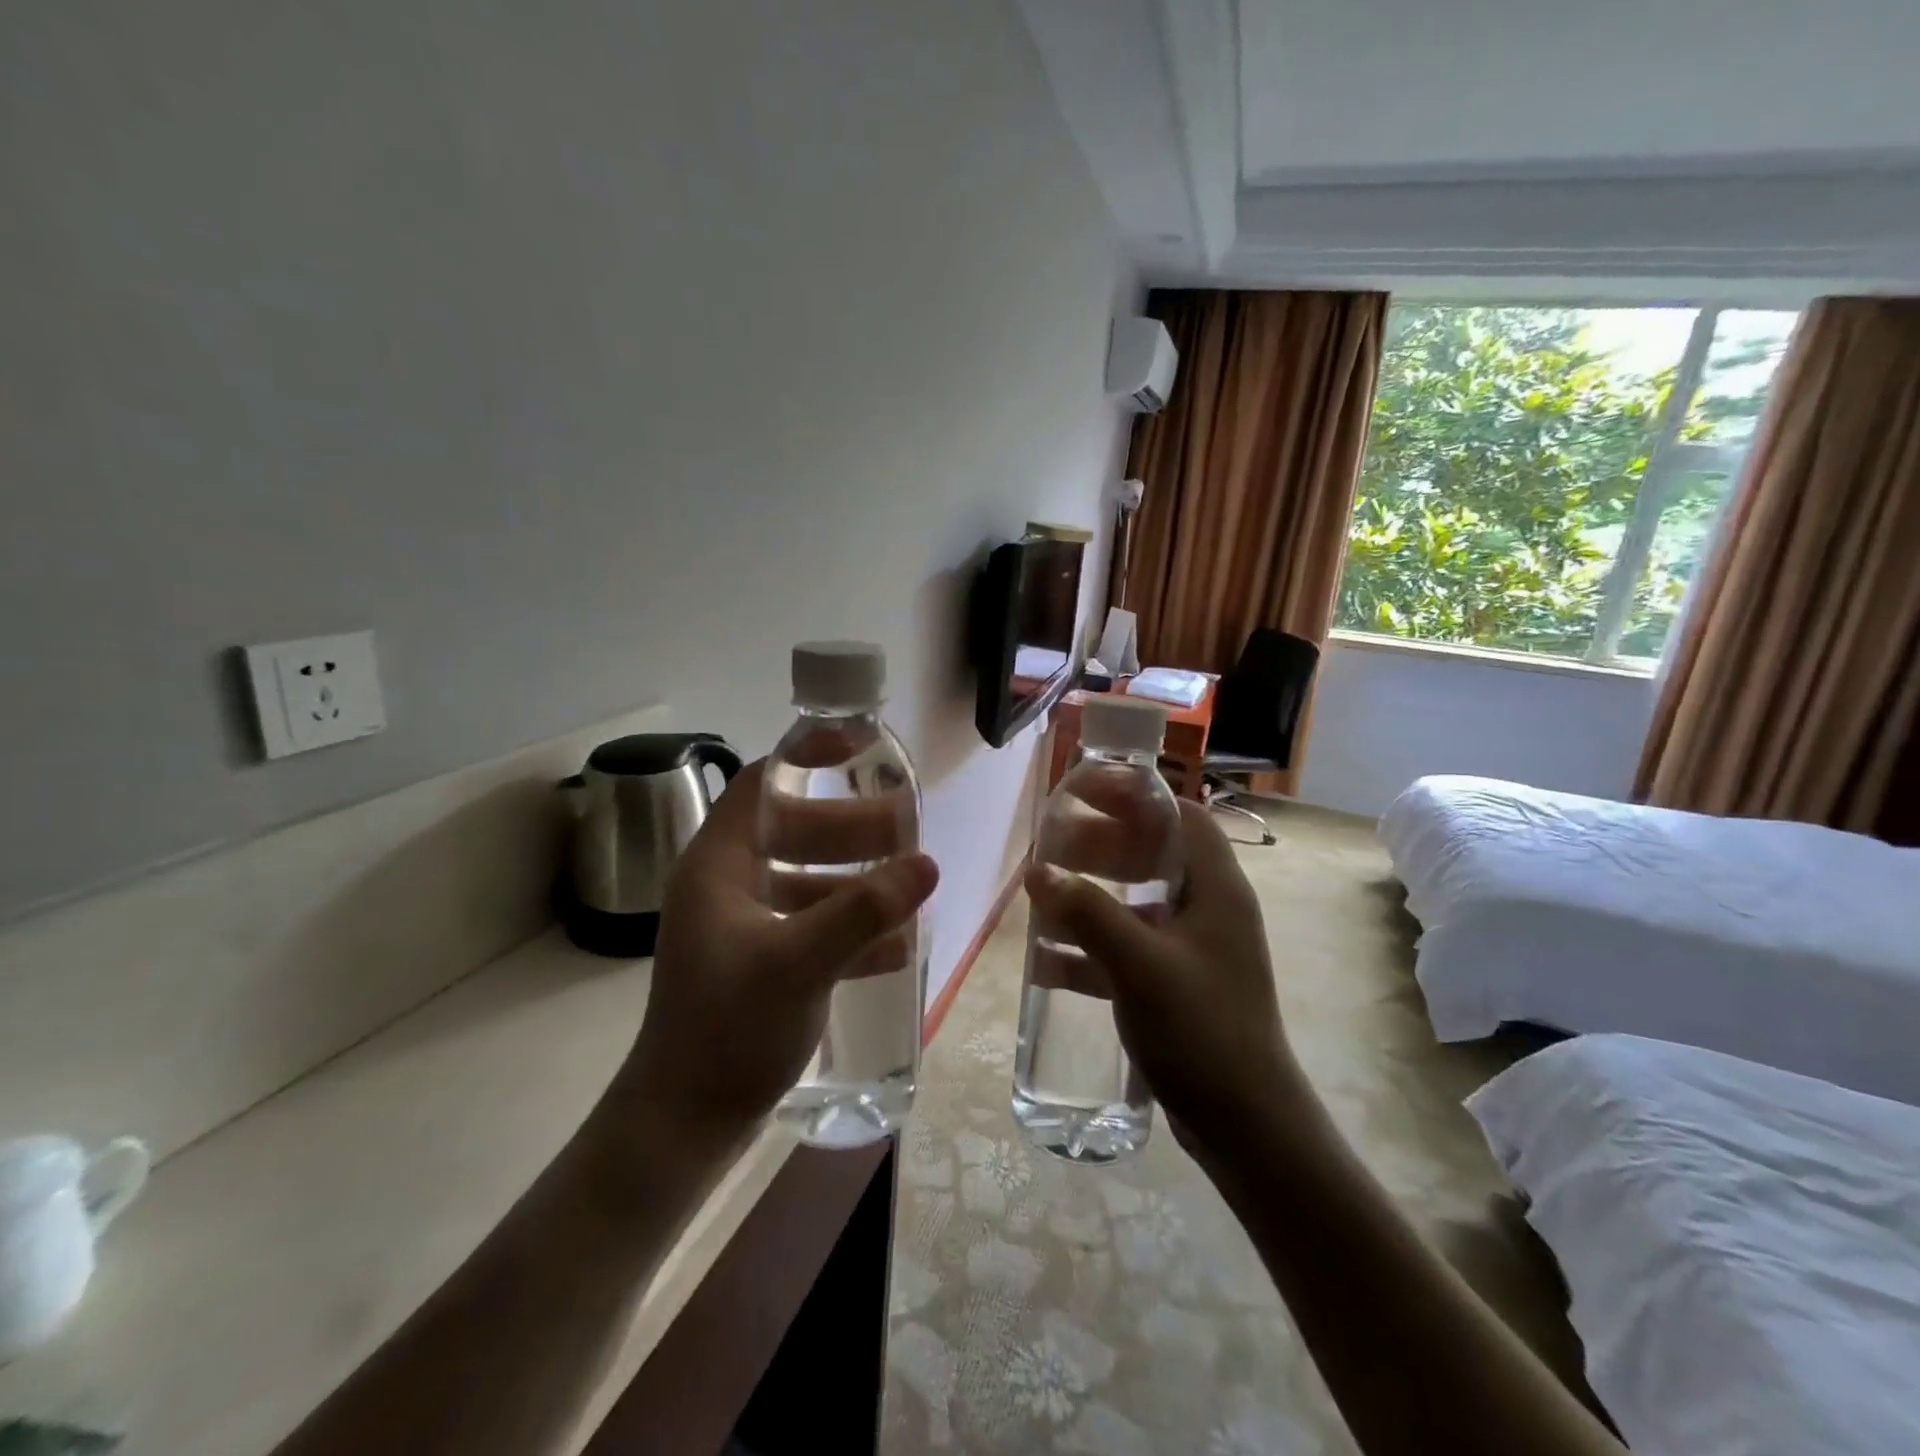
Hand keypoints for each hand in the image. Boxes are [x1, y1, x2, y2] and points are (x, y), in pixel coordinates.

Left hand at [613, 759, 936, 1140]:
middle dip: (850, 827)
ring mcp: (741, 925)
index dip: (809, 755)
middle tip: (905, 828)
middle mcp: (727, 884)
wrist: (685, 1123)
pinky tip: (894, 943)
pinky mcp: (758, 961)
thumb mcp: (799, 962)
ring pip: (806, 879)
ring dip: (855, 879)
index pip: (763, 783)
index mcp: (719, 864)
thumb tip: (926, 864)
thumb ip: (863, 910)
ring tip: (908, 883)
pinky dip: (849, 925)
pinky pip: (810, 924)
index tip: (861, 745)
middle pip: (793, 830)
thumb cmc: (729, 1029)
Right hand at [1024, 800, 1305, 1161]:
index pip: (1181, 817)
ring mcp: (1193, 951)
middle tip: (1054, 846)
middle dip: (1103, 847)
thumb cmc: (1202, 1030)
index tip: (1086, 793)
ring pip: (1137, 904)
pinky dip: (1092, 950)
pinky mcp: (1177, 986)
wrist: (1246, 1126)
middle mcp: (1209, 910)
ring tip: (1043, 897)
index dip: (1135, 797)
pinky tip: (1048, 963)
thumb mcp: (1140, 965)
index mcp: (1216, 889)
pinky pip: (1129, 950)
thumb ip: (1088, 914)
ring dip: (1092, 897)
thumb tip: (1037, 870)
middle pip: (1154, 856)